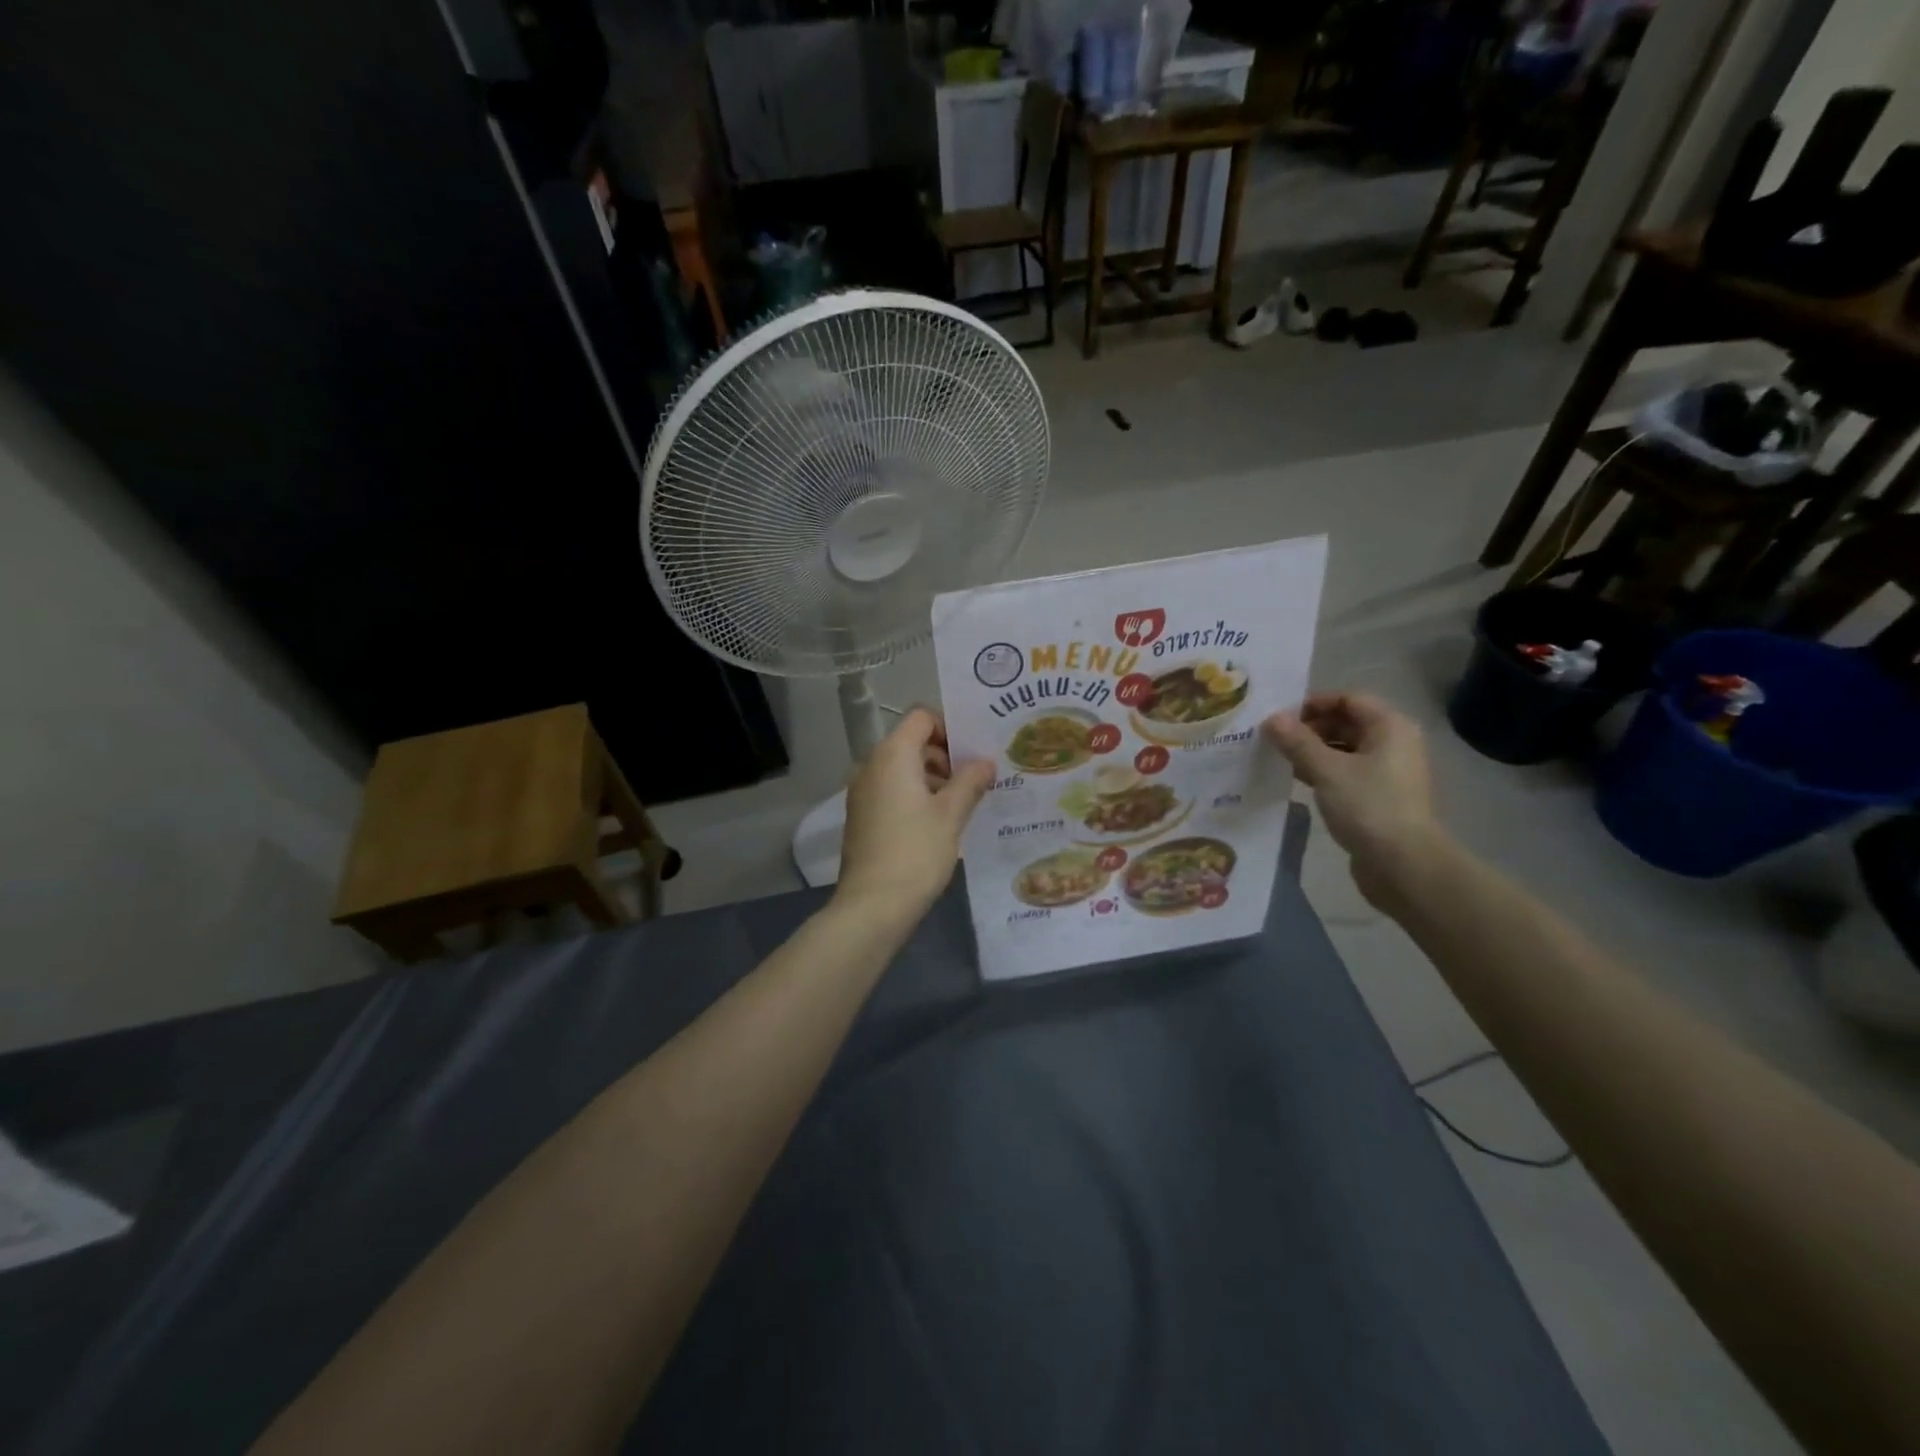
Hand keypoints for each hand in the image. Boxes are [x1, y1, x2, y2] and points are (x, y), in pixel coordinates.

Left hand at [835, 708, 993, 918]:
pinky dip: (916, 796)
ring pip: (903, 769)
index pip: (921, 717)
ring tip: (965, 802)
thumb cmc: (916, 851)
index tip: (974, 751)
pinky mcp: (862, 816)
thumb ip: (970, 781)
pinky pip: (893, 791)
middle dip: (946, 755)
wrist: (873, 905)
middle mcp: (871, 765)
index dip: (950, 726)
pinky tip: (941, 822)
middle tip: (978, 778)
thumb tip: (985, 762)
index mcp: (892, 755)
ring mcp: (863, 792)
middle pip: (912, 742)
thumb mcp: (951, 815)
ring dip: (933, 778)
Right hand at [1264, 693, 1439, 906]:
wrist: (1403, 864)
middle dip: (1310, 728)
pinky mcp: (1380, 797)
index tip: (1280, 716)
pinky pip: (1348, 773)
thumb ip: (1297, 741)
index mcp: (1389, 727)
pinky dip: (1324, 772)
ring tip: (1280, 759)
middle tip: (1274, 739)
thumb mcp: (1326, 770)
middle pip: (1347, 723)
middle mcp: (1394, 743)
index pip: (1348, 699)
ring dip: (1314, 751)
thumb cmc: (1367, 806)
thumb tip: (1271, 718)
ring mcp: (1389, 772)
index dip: (1313, 704)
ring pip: (1345, 750)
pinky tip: (1298, 781)